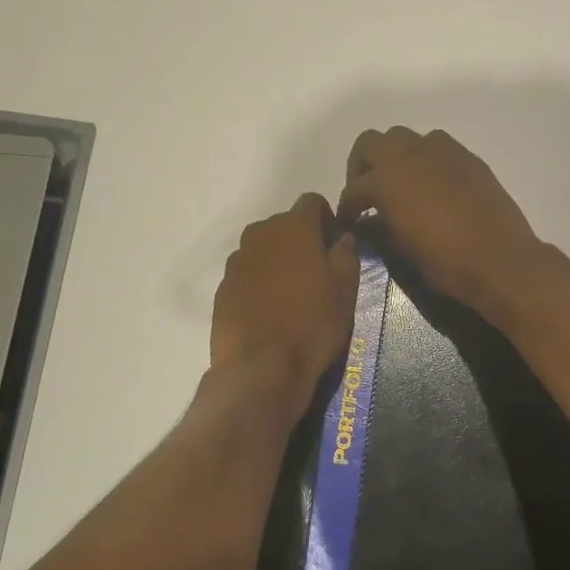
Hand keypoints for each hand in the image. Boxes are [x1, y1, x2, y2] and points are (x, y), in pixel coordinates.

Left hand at [211, 194, 358, 412]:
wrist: (260, 368)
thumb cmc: (312, 325)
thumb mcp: (345, 292)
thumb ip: (346, 256)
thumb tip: (343, 238)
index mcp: (293, 227)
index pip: (312, 202)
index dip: (327, 219)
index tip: (335, 246)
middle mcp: (260, 234)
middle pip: (285, 225)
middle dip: (301, 241)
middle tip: (317, 273)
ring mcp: (236, 261)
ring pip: (264, 249)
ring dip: (278, 261)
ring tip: (292, 295)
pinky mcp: (222, 288)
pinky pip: (247, 274)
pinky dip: (259, 283)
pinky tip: (270, 312)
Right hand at [337, 128, 553, 315]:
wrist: (500, 259)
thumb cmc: (445, 262)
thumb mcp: (402, 249)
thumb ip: (380, 228)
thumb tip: (368, 222)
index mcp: (387, 180)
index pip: (355, 189)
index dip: (348, 207)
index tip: (350, 221)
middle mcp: (409, 155)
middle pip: (371, 143)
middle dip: (363, 166)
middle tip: (367, 192)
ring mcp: (440, 151)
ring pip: (404, 137)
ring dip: (394, 156)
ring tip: (399, 183)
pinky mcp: (466, 157)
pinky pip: (436, 146)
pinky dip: (424, 159)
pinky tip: (431, 185)